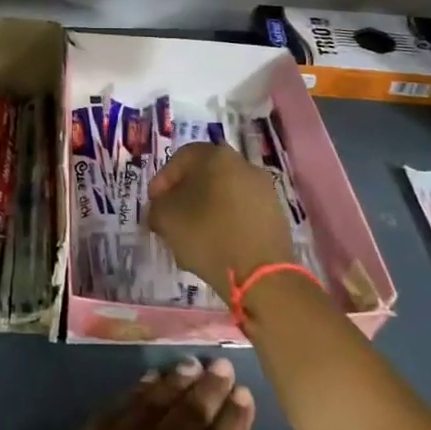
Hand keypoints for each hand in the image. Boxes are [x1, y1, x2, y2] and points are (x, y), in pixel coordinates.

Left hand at [0, 359, 277, 429]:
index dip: (236, 416)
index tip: (244, 393)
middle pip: (191, 411)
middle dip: (211, 387)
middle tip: (221, 366)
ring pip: (156, 400)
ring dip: (177, 380)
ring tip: (191, 365)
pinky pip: (120, 403)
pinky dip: (140, 388)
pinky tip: (148, 381)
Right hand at [147, 141, 293, 291]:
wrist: (262, 273)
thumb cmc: (209, 236)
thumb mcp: (166, 219)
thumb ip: (157, 207)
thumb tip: (162, 208)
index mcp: (216, 156)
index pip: (180, 158)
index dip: (162, 181)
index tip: (154, 204)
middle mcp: (243, 164)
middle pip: (204, 175)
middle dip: (185, 196)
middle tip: (171, 219)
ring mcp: (264, 189)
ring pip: (224, 194)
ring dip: (206, 210)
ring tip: (193, 236)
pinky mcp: (276, 214)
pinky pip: (241, 212)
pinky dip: (226, 223)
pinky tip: (217, 245)